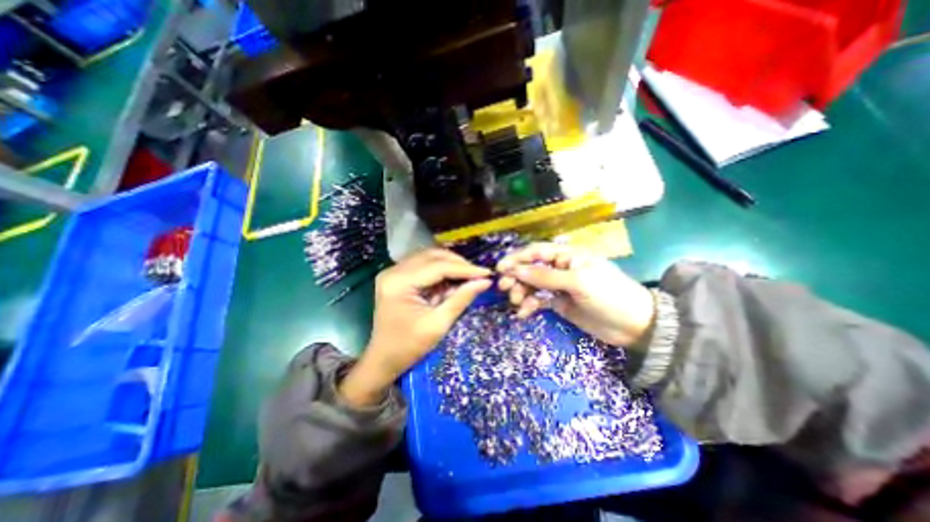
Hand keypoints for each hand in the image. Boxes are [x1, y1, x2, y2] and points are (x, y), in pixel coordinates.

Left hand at [339, 248, 488, 407]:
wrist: (383, 359)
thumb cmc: (409, 347)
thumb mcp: (438, 324)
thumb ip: (461, 299)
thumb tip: (485, 281)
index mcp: (399, 283)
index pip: (438, 267)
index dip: (464, 269)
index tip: (486, 273)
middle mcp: (393, 271)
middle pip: (432, 256)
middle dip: (458, 264)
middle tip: (478, 275)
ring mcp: (393, 272)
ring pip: (429, 258)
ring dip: (450, 265)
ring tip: (468, 277)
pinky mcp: (397, 276)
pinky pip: (424, 265)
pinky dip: (440, 270)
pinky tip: (452, 280)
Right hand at [499, 242, 655, 347]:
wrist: (634, 326)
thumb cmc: (609, 295)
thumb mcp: (577, 282)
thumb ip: (545, 276)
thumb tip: (515, 270)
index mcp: (566, 256)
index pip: (536, 252)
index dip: (516, 258)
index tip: (499, 270)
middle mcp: (560, 268)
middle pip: (531, 268)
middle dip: (516, 277)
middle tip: (505, 289)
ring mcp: (559, 286)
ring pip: (532, 285)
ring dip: (521, 292)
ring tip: (517, 303)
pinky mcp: (559, 302)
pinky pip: (538, 300)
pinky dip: (529, 305)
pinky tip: (524, 313)